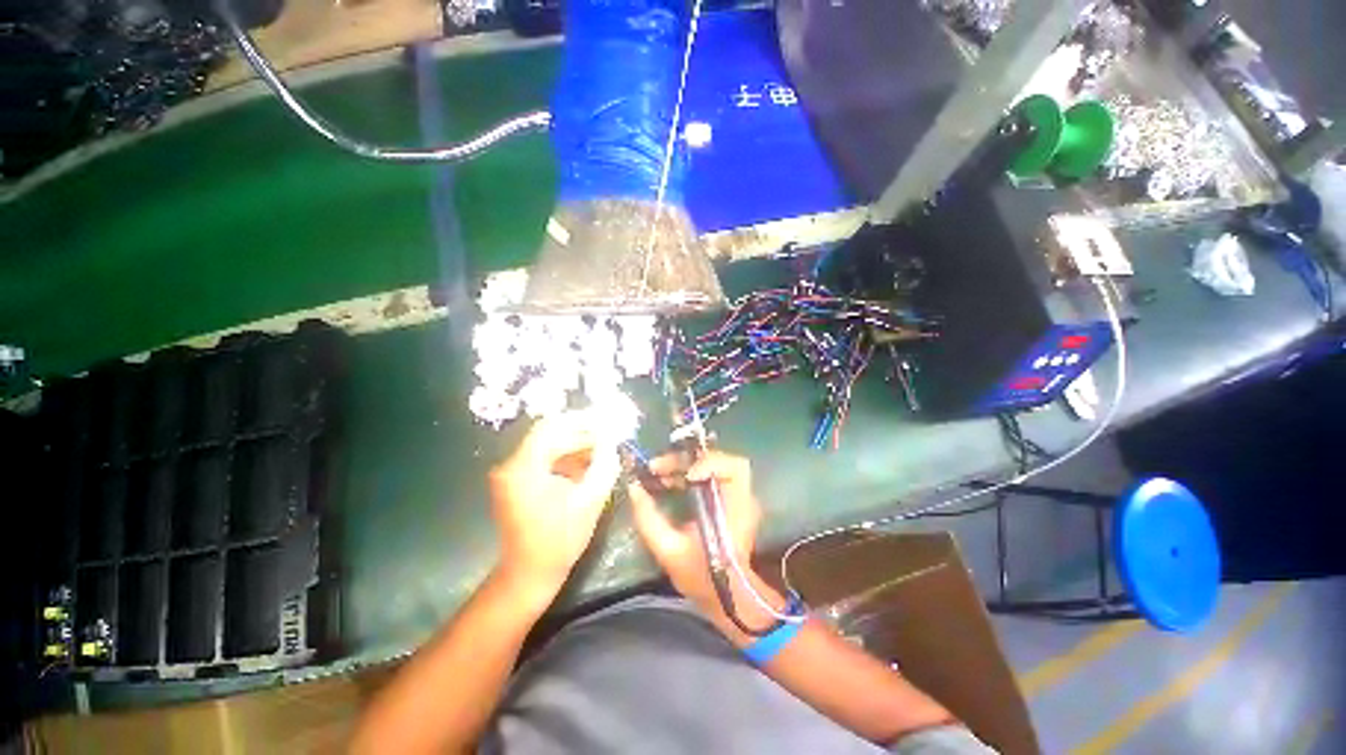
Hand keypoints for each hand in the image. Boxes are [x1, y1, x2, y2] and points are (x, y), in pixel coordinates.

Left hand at [488, 411, 620, 594]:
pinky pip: (547, 461)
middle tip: (611, 436)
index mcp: (523, 467)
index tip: (606, 421)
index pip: (551, 425)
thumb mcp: (589, 500)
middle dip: (583, 434)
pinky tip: (590, 466)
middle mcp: (512, 464)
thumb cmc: (559, 540)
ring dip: (578, 446)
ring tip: (605, 451)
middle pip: (551, 435)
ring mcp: (513, 474)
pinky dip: (569, 460)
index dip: (581, 419)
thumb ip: (604, 465)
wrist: (529, 575)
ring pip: (550, 447)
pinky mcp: (519, 483)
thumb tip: (613, 441)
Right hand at [628, 451, 784, 641]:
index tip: (685, 477)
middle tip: (656, 467)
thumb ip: (649, 519)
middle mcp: (742, 497)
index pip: (735, 468)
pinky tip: (669, 482)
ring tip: (658, 472)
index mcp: (736, 509)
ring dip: (684, 464)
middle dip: (686, 459)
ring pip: (712, 464)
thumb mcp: (669, 551)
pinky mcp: (728, 498)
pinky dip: (688, 473)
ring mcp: (737, 496)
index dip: (710, 464)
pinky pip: (708, 475)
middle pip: (720, 459)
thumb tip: (633, 487)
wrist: (725, 596)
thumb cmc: (701, 577)